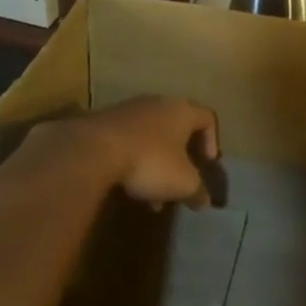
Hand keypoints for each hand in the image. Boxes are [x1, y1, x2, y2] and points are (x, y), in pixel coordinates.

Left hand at [75, 96, 220, 208]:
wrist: (93, 151)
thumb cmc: (150, 161)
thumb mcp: (183, 183)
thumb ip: (198, 191)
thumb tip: (205, 202)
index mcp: (182, 110)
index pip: (208, 118)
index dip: (212, 141)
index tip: (207, 164)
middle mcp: (157, 103)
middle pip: (177, 128)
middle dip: (181, 158)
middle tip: (180, 181)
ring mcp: (127, 110)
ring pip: (151, 137)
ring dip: (156, 163)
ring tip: (152, 193)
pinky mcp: (103, 122)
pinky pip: (128, 141)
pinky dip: (133, 160)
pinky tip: (128, 185)